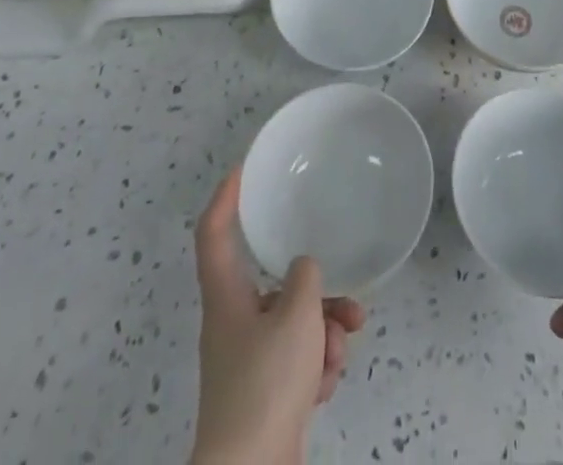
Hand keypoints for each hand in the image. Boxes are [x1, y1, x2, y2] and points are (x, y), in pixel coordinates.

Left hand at [190, 169, 365, 464]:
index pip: (214, 232)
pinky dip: (316, 367)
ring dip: (324, 333)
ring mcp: (249, 361)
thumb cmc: (266, 382)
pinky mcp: (266, 394)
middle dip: (316, 292)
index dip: (226, 197)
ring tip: (339, 351)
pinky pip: (297, 361)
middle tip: (348, 298)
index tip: (245, 168)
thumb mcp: (296, 315)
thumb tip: (304, 270)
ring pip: (294, 324)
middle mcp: (233, 323)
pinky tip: (326, 384)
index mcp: (226, 296)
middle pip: (274, 286)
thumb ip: (305, 278)